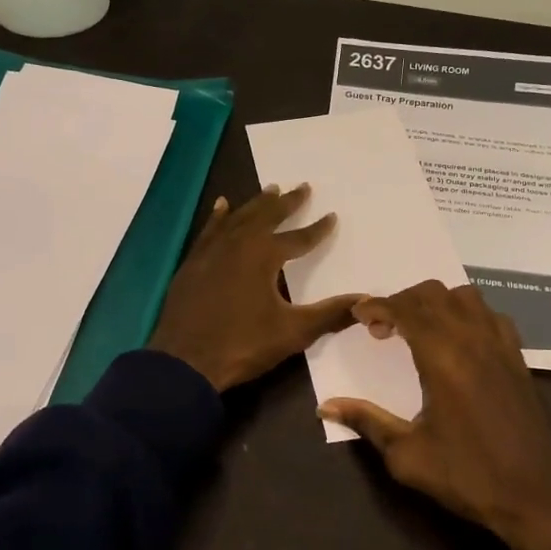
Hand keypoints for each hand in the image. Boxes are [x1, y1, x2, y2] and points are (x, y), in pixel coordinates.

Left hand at [149, 184, 363, 392]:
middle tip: (302, 187)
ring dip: (256, 203)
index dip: (318, 228)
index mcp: (264, 255)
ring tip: (270, 189)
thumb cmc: (243, 344)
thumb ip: (331, 314)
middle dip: (287, 203)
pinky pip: (210, 230)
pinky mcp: (192, 263)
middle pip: (266, 216)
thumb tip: (366, 300)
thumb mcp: (293, 332)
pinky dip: (219, 217)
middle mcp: (238, 243)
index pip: (298, 237)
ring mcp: (211, 251)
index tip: (332, 215)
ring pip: (238, 218)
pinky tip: (222, 206)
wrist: (184, 362)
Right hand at [319, 281, 550, 549]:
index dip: (377, 305)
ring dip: (436, 302)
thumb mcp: (407, 455)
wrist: (537, 496)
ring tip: (419, 329)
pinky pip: (491, 315)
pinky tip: (459, 341)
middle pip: (433, 294)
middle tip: (382, 328)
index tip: (358, 315)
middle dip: (402, 300)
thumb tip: (326, 406)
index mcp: (443, 358)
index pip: (405, 309)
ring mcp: (501, 345)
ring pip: (465, 296)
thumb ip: (366, 421)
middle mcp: (473, 339)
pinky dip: (468, 314)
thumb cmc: (468, 476)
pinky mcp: (518, 358)